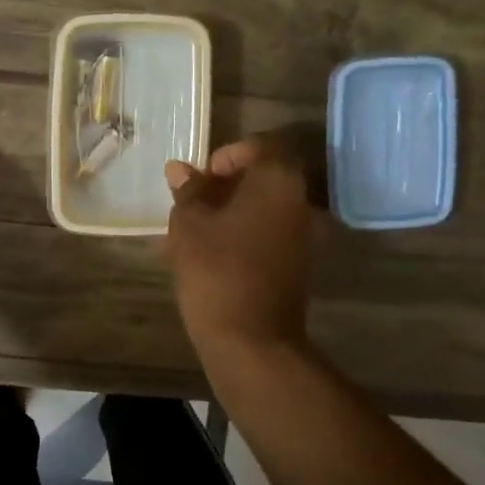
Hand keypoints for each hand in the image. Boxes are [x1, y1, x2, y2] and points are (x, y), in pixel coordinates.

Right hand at [164, 136, 317, 353]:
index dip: (229, 155)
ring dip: (234, 209)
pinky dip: (245, 231)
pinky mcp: (299, 263)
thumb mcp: (189, 224)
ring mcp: (305, 235)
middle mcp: (302, 202)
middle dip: (228, 184)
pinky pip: (271, 232)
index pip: (262, 145)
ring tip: (196, 228)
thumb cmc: (216, 270)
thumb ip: (188, 191)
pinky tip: (213, 250)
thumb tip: (180, 169)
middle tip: (193, 201)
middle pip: (266, 176)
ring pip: (267, 206)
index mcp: (279, 182)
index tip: (202, 177)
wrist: (251, 339)